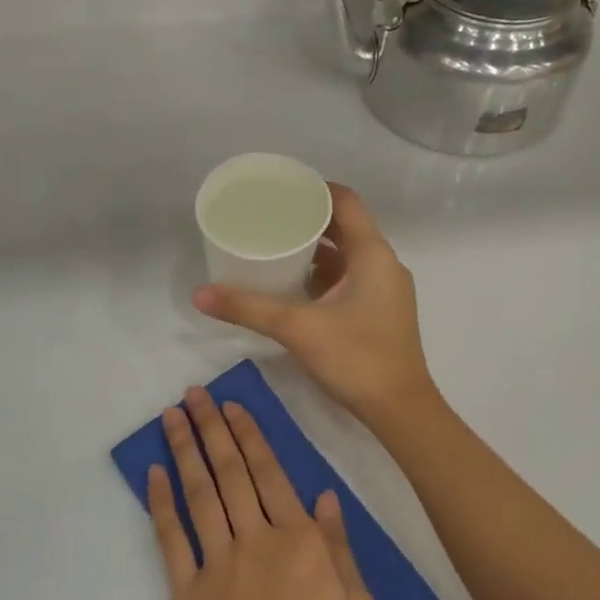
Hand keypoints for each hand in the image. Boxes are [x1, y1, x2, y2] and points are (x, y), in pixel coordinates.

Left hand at [149, 388, 377, 599]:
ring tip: (174, 416)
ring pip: (200, 493)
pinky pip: (171, 538)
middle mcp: (256, 540)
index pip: (272, 475)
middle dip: (213, 429)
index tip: (234, 407)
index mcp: (301, 543)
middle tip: (196, 395)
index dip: (252, 437)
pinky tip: (154, 473)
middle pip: (231, 473)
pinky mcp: (187, 591)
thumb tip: (325, 498)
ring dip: (186, 451)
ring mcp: (217, 564)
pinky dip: (161, 502)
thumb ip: (340, 551)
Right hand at [192, 184, 436, 425]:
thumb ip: (247, 308)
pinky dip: (325, 275)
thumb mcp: (296, 328)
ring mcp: (385, 290)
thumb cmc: (356, 358)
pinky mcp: (381, 312)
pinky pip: (351, 279)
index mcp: (372, 254)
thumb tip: (199, 294)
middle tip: (269, 219)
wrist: (400, 410)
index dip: (314, 190)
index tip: (280, 191)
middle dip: (308, 221)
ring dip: (316, 250)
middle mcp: (383, 264)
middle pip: (345, 227)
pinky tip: (295, 287)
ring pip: (348, 256)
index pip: (345, 201)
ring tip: (276, 248)